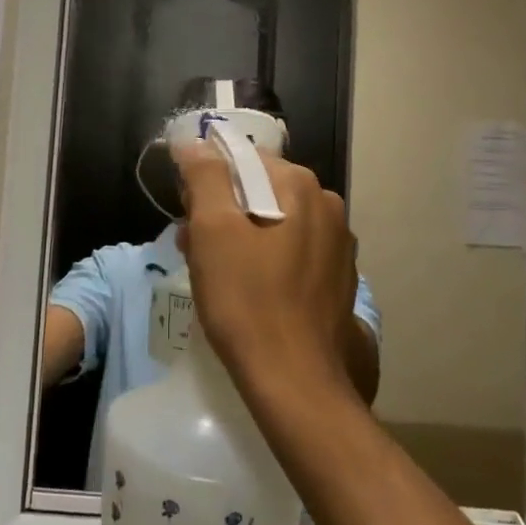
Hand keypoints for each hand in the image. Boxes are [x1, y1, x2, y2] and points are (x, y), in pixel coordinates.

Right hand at [173, 144, 358, 396]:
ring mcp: (338, 244)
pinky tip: (247, 289)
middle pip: (260, 190)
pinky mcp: (338, 278)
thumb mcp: (212, 229)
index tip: (187, 214)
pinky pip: (292, 251)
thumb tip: (195, 143)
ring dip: (241, 235)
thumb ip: (204, 176)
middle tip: (193, 245)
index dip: (207, 181)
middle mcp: (327, 205)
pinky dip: (266, 259)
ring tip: (213, 271)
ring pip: (275, 222)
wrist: (295, 381)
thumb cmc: (246, 300)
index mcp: (300, 185)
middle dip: (222, 210)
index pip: (242, 159)